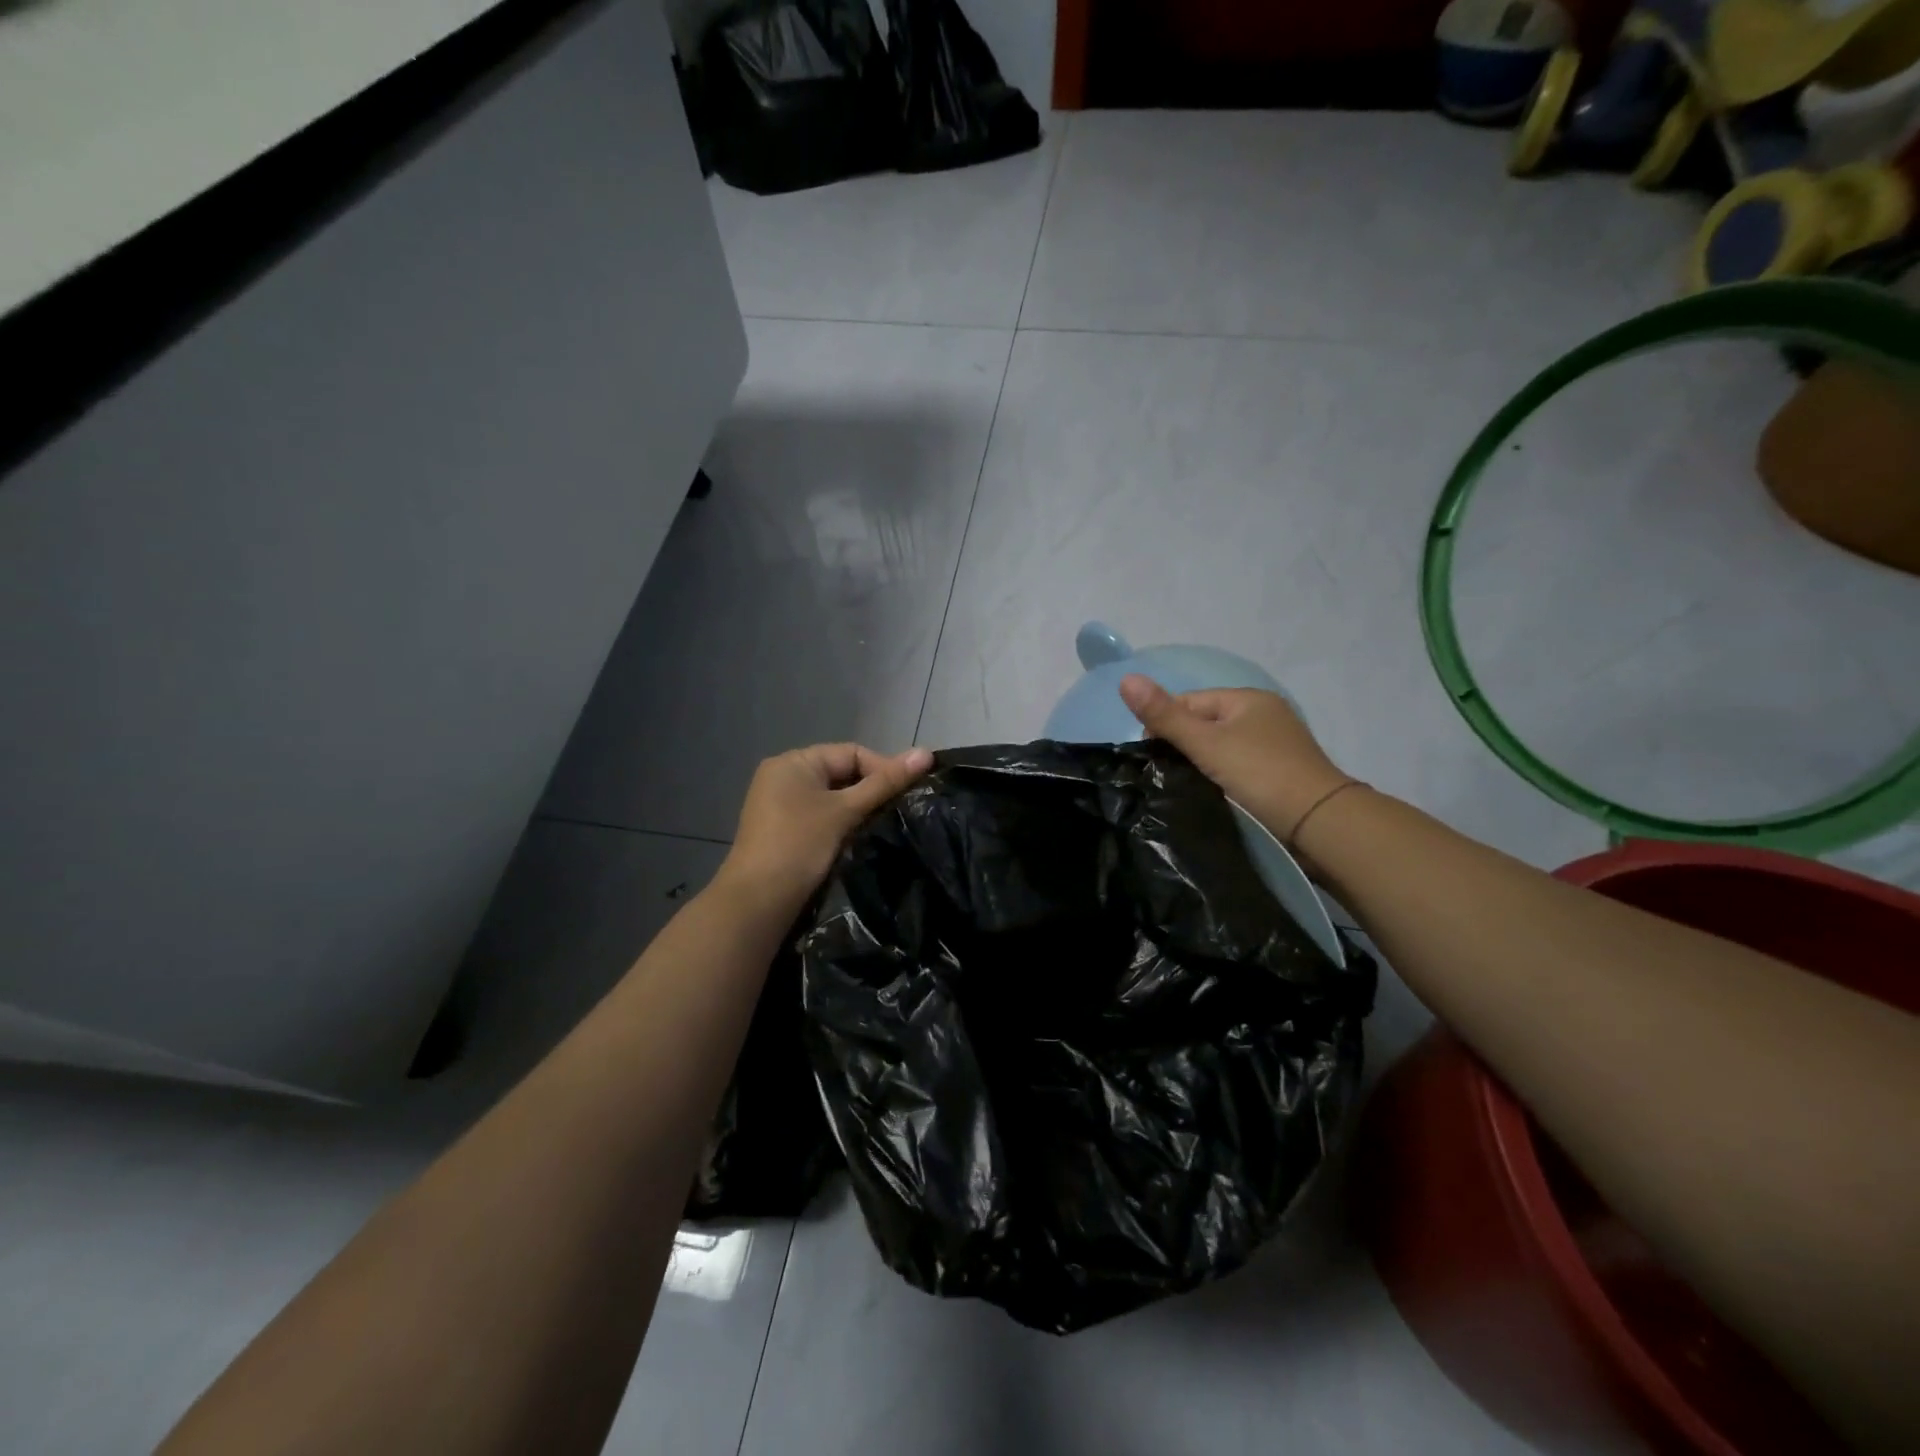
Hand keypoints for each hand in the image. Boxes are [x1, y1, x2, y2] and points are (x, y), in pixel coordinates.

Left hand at [715, 743, 933, 917]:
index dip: (884, 768)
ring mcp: (778, 805)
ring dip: (858, 810)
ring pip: (832, 798)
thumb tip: (926, 753)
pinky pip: (820, 817)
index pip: (851, 753)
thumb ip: (885, 782)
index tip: (910, 793)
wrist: (757, 904)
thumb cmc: (800, 847)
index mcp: (793, 762)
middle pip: (841, 773)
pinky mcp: (782, 831)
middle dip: (871, 790)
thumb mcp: (845, 811)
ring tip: (886, 825)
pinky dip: (841, 824)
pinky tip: (860, 840)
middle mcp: (782, 777)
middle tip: (902, 810)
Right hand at [1119, 676, 1351, 841]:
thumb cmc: (1259, 775)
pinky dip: (1221, 777)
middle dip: (1182, 746)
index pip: (1188, 702)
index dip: (1164, 725)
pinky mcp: (1279, 773)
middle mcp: (1263, 715)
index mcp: (1247, 699)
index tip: (1152, 756)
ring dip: (1201, 764)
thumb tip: (1125, 679)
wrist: (1319, 824)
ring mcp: (1274, 745)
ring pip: (1220, 748)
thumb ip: (1164, 716)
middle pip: (1204, 724)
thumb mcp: (1205, 744)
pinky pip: (1237, 767)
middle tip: (1168, 775)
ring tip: (1186, 786)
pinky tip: (1212, 793)